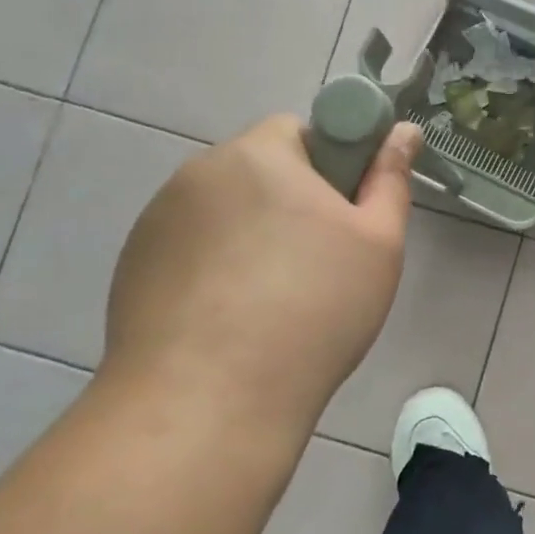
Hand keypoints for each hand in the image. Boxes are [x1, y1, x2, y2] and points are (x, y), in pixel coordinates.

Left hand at [103, 114, 422, 429]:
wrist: (208, 403)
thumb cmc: (313, 311)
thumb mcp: (377, 244)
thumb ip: (390, 178)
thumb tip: (402, 131)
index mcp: (258, 154)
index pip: (299, 130)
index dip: (329, 166)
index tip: (340, 218)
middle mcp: (198, 173)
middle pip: (258, 171)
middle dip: (288, 203)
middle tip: (316, 264)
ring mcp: (157, 221)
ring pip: (222, 212)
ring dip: (247, 235)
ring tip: (269, 302)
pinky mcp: (132, 266)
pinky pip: (188, 249)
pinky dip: (211, 268)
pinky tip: (226, 321)